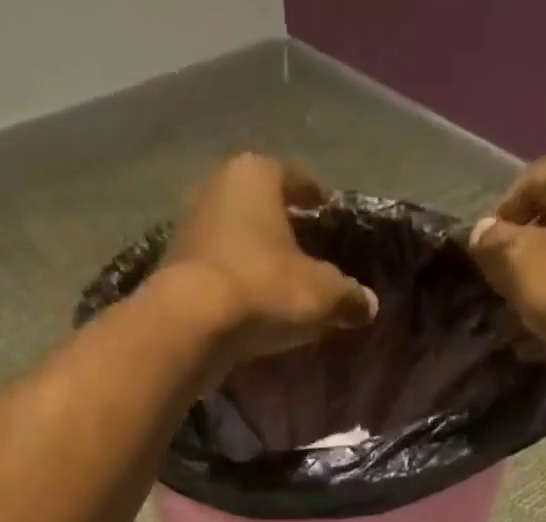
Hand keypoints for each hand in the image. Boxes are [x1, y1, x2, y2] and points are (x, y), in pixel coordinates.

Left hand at [157, 154, 377, 366]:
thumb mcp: (321, 296)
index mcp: (258, 173)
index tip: (330, 217)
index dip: (318, 199)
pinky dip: (236, 278)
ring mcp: (192, 223)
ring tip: (278, 281)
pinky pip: (219, 266)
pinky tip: (250, 302)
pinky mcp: (176, 263)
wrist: (193, 324)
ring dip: (256, 254)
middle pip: (263, 204)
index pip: (298, 179)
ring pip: (237, 234)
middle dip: (284, 227)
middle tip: (308, 252)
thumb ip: (348, 296)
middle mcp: (219, 185)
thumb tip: (369, 304)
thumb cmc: (263, 290)